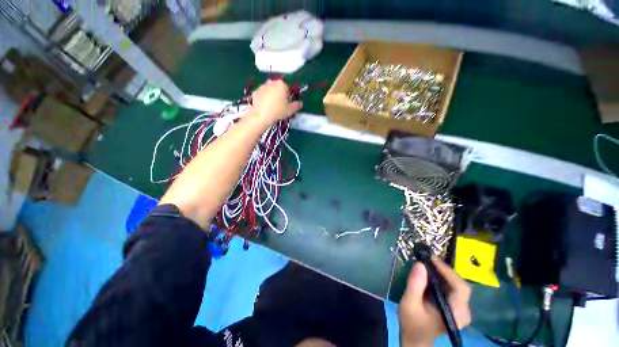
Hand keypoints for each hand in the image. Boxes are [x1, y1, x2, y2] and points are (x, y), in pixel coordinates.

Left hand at [250, 79, 302, 123]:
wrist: (262, 115)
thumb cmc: (279, 111)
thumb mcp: (291, 110)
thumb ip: (297, 105)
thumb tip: (300, 103)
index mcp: (281, 84)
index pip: (287, 89)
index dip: (288, 97)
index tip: (287, 105)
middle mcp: (271, 82)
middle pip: (278, 88)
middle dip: (279, 95)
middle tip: (280, 106)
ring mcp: (262, 86)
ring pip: (269, 91)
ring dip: (271, 96)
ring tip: (272, 108)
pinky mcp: (255, 92)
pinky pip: (262, 95)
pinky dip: (264, 99)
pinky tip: (265, 108)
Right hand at [398, 257, 471, 346]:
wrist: (415, 338)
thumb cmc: (412, 323)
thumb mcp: (409, 303)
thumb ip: (415, 284)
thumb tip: (419, 263)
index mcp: (456, 313)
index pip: (460, 288)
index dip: (447, 271)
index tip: (431, 259)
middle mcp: (464, 311)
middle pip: (460, 284)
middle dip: (444, 270)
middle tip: (427, 259)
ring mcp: (461, 309)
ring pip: (457, 284)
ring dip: (443, 272)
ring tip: (427, 263)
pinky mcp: (455, 306)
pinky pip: (452, 287)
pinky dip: (442, 278)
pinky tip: (430, 273)